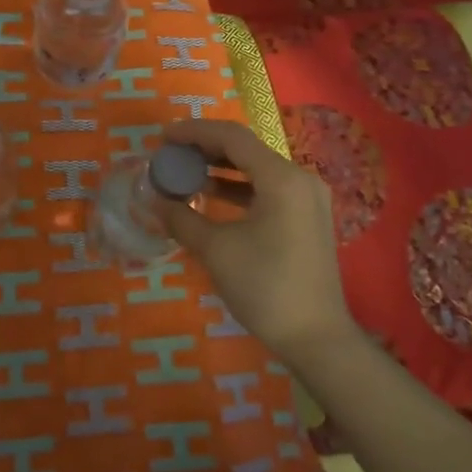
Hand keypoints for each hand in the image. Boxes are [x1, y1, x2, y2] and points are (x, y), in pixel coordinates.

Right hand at [158, 119, 355, 362]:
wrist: (317, 339)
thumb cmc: (266, 287)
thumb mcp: (216, 250)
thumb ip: (182, 218)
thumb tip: (153, 201)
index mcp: (281, 177)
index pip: (232, 137)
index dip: (194, 132)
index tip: (163, 137)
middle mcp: (299, 178)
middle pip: (246, 149)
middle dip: (205, 148)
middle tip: (170, 154)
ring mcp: (307, 199)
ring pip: (256, 168)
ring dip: (220, 168)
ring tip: (185, 172)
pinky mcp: (306, 218)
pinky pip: (267, 189)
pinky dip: (238, 187)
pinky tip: (211, 195)